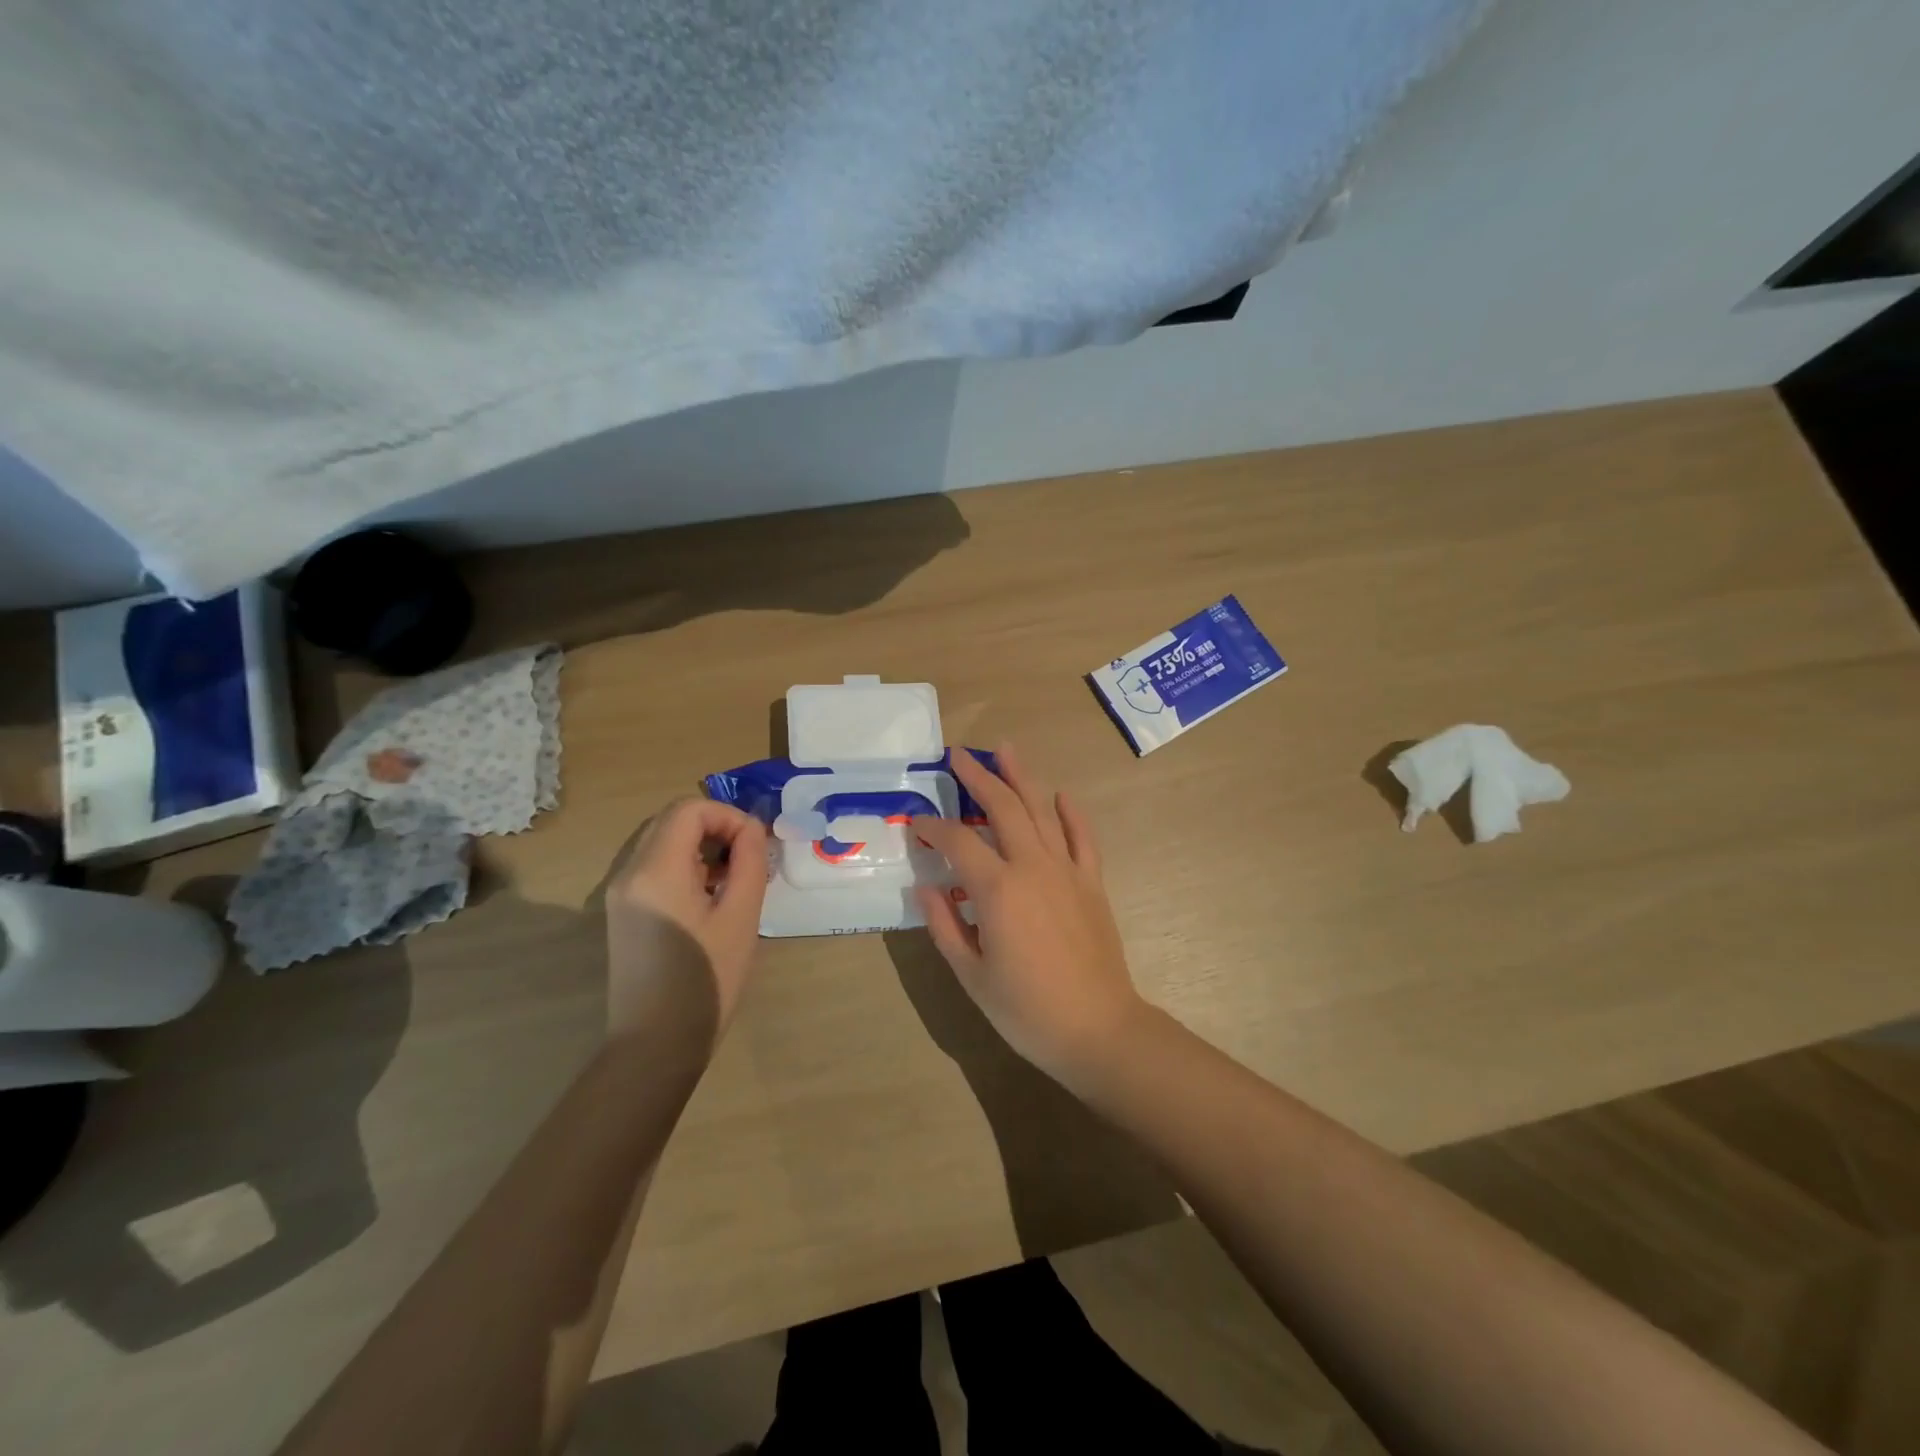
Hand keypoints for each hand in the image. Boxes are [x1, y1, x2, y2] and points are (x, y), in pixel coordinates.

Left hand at [604, 798, 768, 1039]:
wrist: (655, 1046)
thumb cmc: (706, 980)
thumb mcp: (741, 917)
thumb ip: (750, 862)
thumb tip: (752, 830)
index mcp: (655, 870)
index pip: (690, 809)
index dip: (728, 816)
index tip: (755, 845)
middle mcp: (628, 872)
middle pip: (673, 820)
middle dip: (716, 828)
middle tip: (748, 859)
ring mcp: (620, 893)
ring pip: (663, 841)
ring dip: (701, 846)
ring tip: (733, 880)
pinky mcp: (622, 912)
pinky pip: (654, 867)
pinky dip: (685, 866)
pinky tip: (709, 899)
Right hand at [911, 743, 1146, 1078]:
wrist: (1097, 1028)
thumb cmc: (1026, 1009)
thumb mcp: (971, 975)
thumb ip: (944, 926)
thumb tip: (924, 888)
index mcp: (997, 889)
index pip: (957, 842)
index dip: (932, 828)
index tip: (916, 824)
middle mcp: (1032, 866)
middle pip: (1003, 808)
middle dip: (978, 778)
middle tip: (958, 755)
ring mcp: (1067, 870)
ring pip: (1042, 811)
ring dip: (1021, 778)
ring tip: (1005, 751)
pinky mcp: (1091, 882)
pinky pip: (1082, 837)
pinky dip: (1071, 812)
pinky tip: (1060, 795)